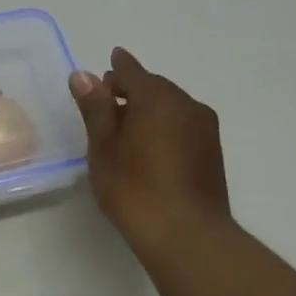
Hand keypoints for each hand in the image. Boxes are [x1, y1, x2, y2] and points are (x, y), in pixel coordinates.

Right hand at [70, 47, 230, 261]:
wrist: (187, 235)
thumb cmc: (135, 188)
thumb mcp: (104, 146)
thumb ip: (95, 108)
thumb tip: (83, 75)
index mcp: (158, 98)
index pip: (133, 72)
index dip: (117, 67)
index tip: (110, 60)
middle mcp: (187, 105)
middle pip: (155, 88)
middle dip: (131, 90)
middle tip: (106, 101)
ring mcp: (205, 129)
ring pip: (171, 107)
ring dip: (148, 110)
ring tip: (124, 128)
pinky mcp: (212, 153)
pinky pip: (182, 126)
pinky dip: (163, 126)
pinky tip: (148, 147)